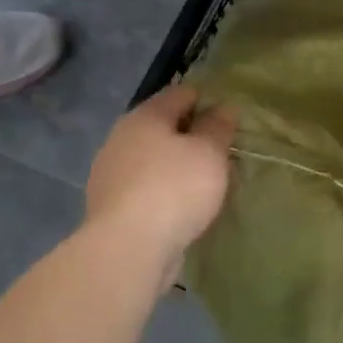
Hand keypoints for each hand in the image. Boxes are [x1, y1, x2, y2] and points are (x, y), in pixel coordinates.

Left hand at [84, 86, 237, 281]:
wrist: (128, 249)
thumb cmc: (175, 188)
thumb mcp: (210, 152)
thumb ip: (218, 126)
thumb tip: (223, 107)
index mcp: (145, 116)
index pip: (182, 93)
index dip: (209, 100)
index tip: (231, 118)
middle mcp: (121, 137)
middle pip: (164, 126)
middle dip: (192, 135)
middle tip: (222, 151)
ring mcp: (111, 173)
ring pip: (153, 158)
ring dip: (176, 164)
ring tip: (205, 181)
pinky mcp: (111, 206)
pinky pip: (145, 187)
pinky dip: (164, 190)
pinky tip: (182, 205)